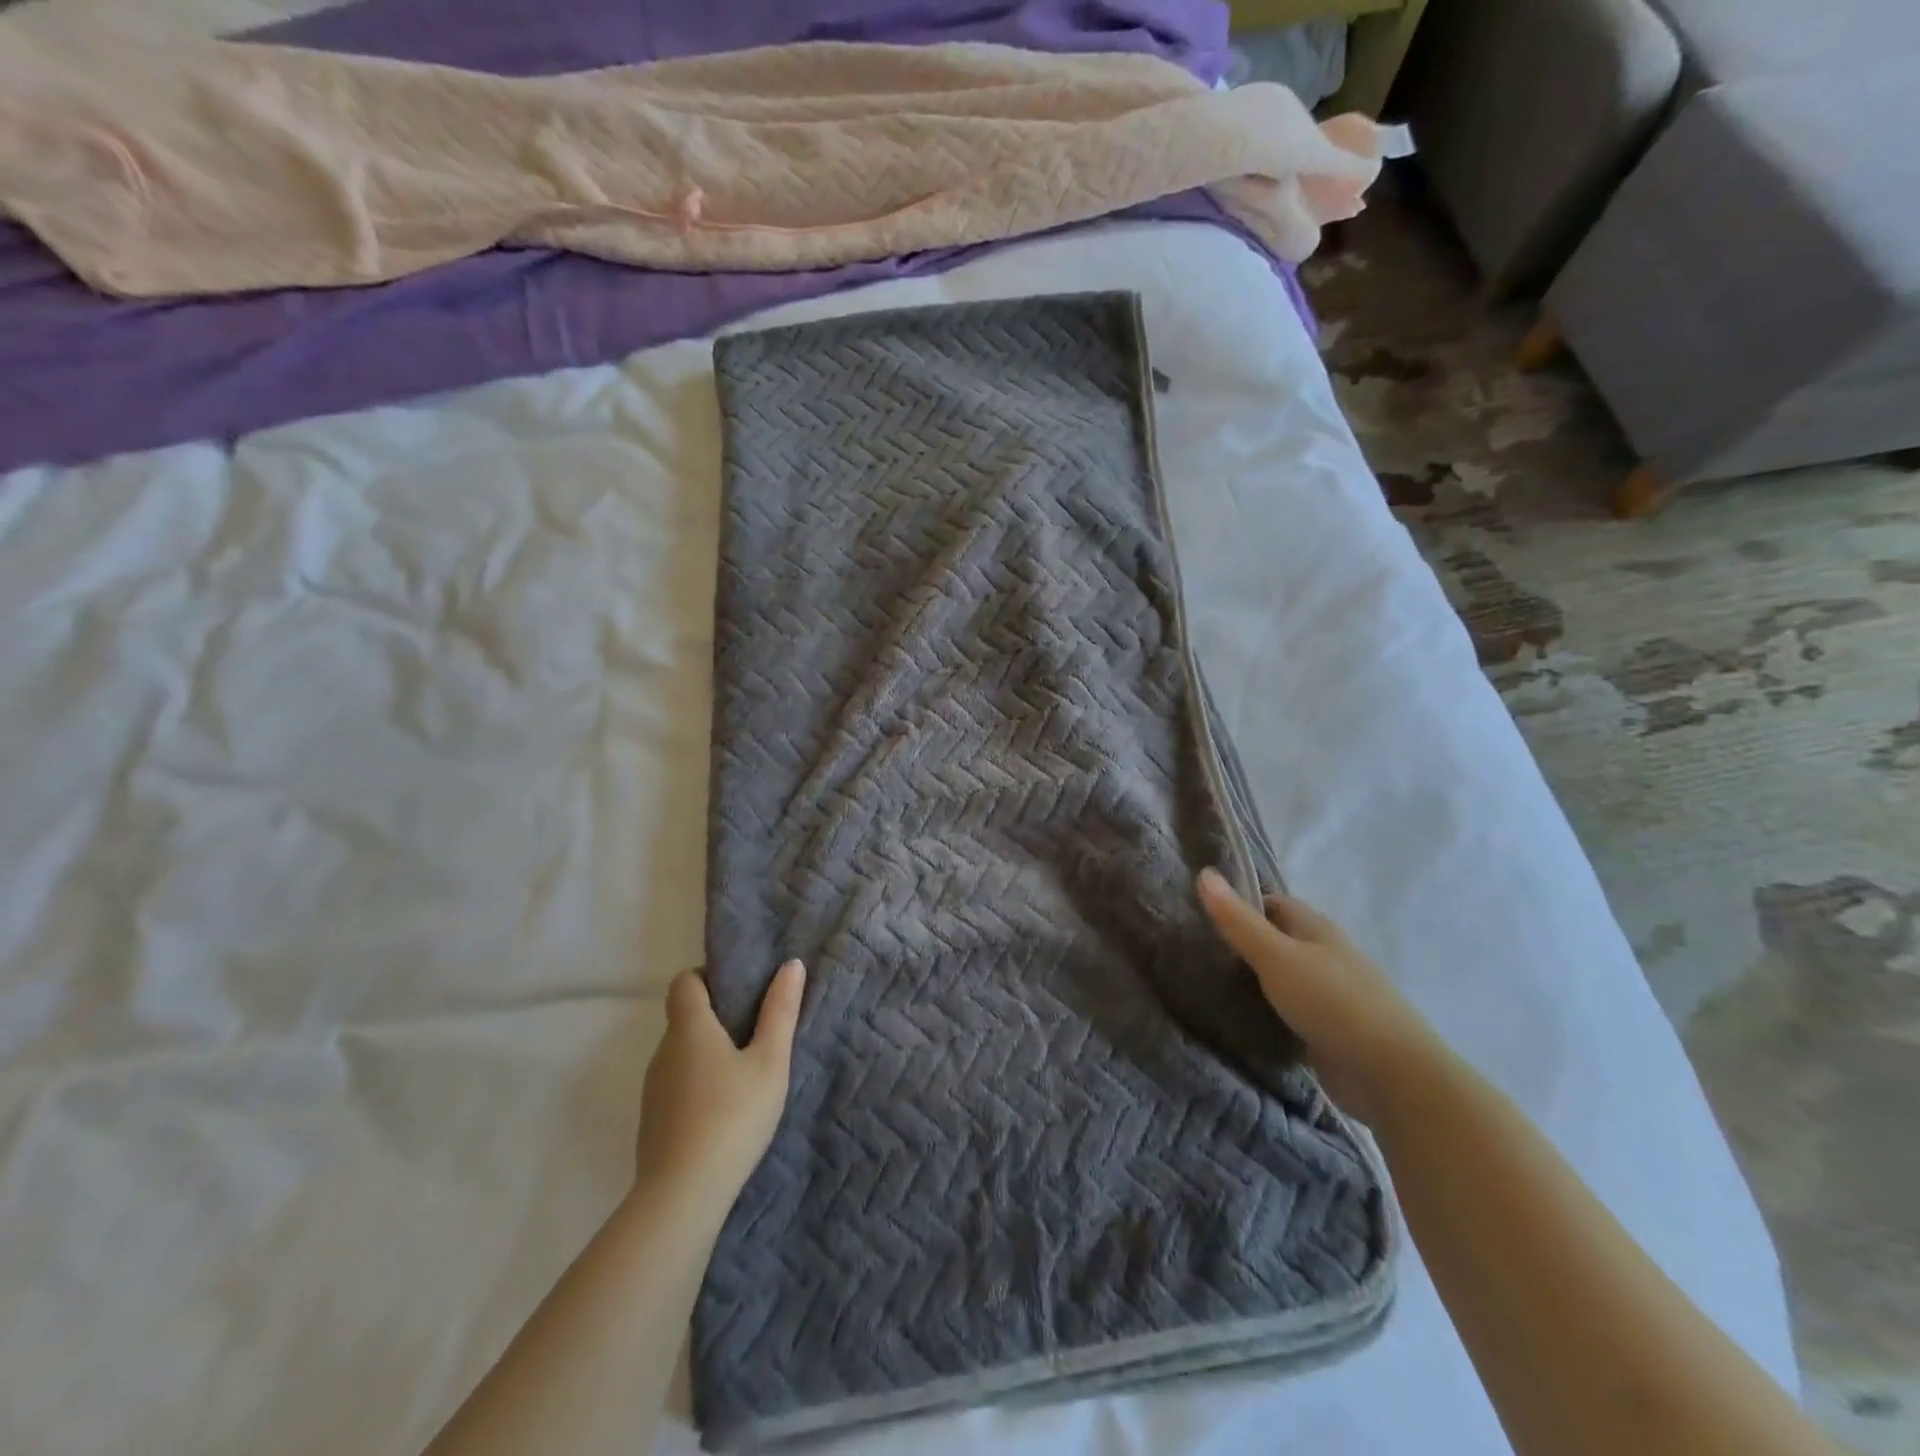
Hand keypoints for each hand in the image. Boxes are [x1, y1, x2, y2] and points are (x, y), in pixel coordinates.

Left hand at [633, 960, 804, 1208]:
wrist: (682, 1197)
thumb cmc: (732, 1116)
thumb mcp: (770, 1062)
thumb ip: (780, 1011)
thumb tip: (791, 964)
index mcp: (689, 1027)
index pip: (685, 981)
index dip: (708, 976)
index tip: (740, 989)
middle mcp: (663, 1050)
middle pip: (684, 1017)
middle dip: (717, 1016)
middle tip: (757, 1030)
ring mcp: (653, 1089)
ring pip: (681, 1053)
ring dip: (708, 1053)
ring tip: (746, 1072)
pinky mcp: (653, 1121)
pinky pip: (677, 1084)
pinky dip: (698, 1083)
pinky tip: (725, 1109)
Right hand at [1197, 869, 1438, 1124]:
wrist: (1391, 1074)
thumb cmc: (1331, 1001)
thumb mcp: (1275, 955)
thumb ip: (1238, 920)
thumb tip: (1204, 873)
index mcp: (1317, 929)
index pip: (1274, 904)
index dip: (1242, 904)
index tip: (1204, 915)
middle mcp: (1327, 956)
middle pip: (1280, 939)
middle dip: (1245, 943)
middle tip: (1200, 951)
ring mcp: (1332, 995)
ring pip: (1285, 977)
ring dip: (1256, 980)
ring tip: (1211, 984)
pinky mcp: (1331, 1031)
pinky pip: (1292, 1011)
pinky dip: (1270, 1011)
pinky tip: (1243, 1020)